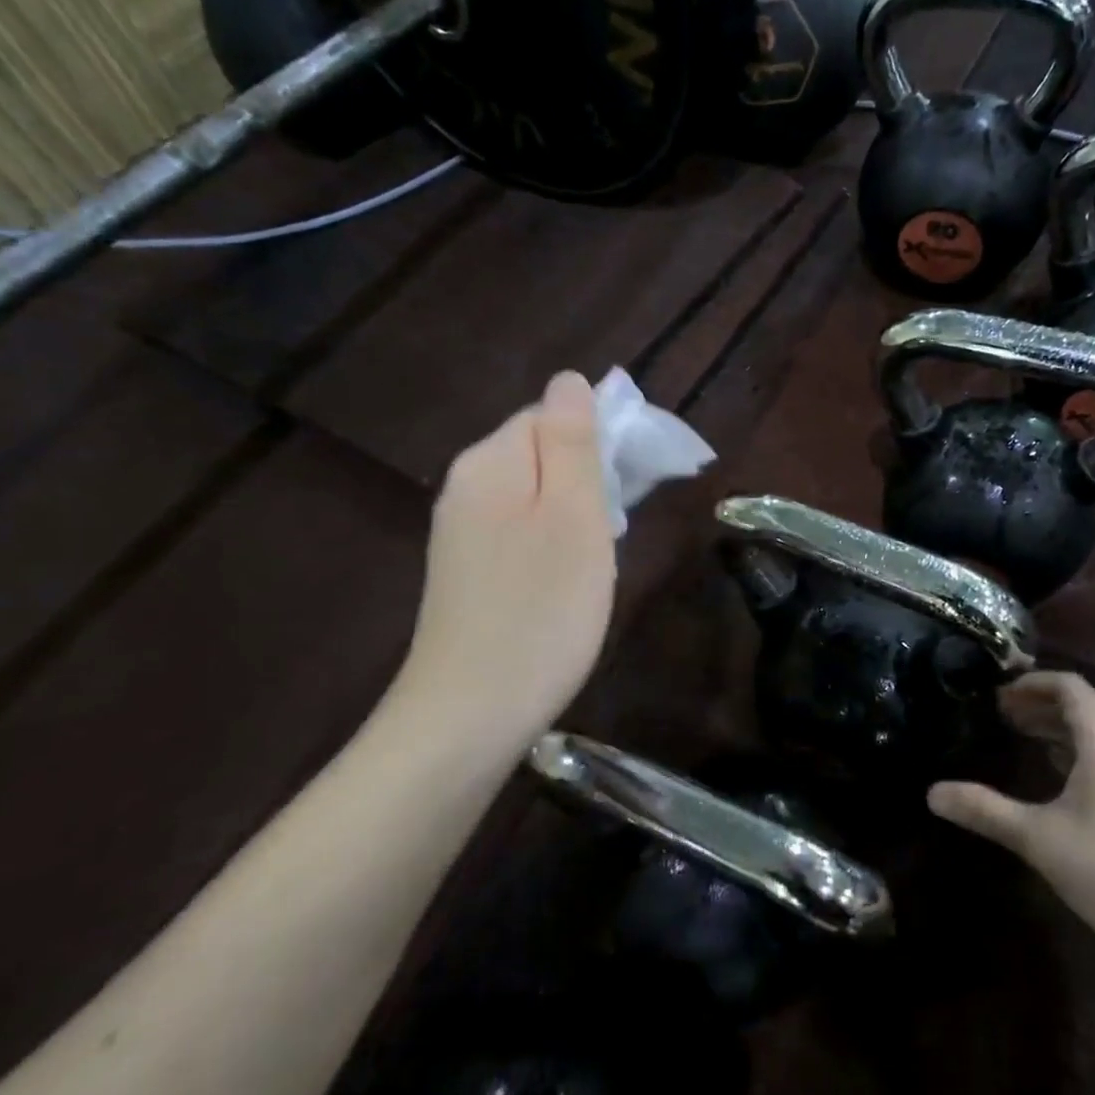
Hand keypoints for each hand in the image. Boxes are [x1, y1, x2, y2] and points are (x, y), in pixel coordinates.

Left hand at [393, 371, 616, 755]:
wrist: (470, 714)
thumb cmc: (541, 609)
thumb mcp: (573, 516)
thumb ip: (572, 442)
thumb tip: (569, 379)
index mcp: (492, 461)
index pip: (553, 414)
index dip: (601, 439)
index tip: (633, 485)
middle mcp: (466, 485)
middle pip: (542, 452)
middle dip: (589, 478)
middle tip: (616, 531)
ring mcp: (460, 531)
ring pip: (535, 494)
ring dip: (576, 514)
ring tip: (597, 560)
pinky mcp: (466, 570)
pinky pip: (520, 530)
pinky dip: (553, 543)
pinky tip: (566, 582)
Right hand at [928, 672, 1094, 990]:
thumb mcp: (1040, 839)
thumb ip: (986, 810)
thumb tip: (932, 793)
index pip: (1071, 687)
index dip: (1033, 682)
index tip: (998, 691)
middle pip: (1085, 708)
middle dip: (1041, 704)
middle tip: (1000, 714)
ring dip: (1059, 730)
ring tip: (1021, 738)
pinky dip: (1078, 755)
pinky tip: (1058, 782)